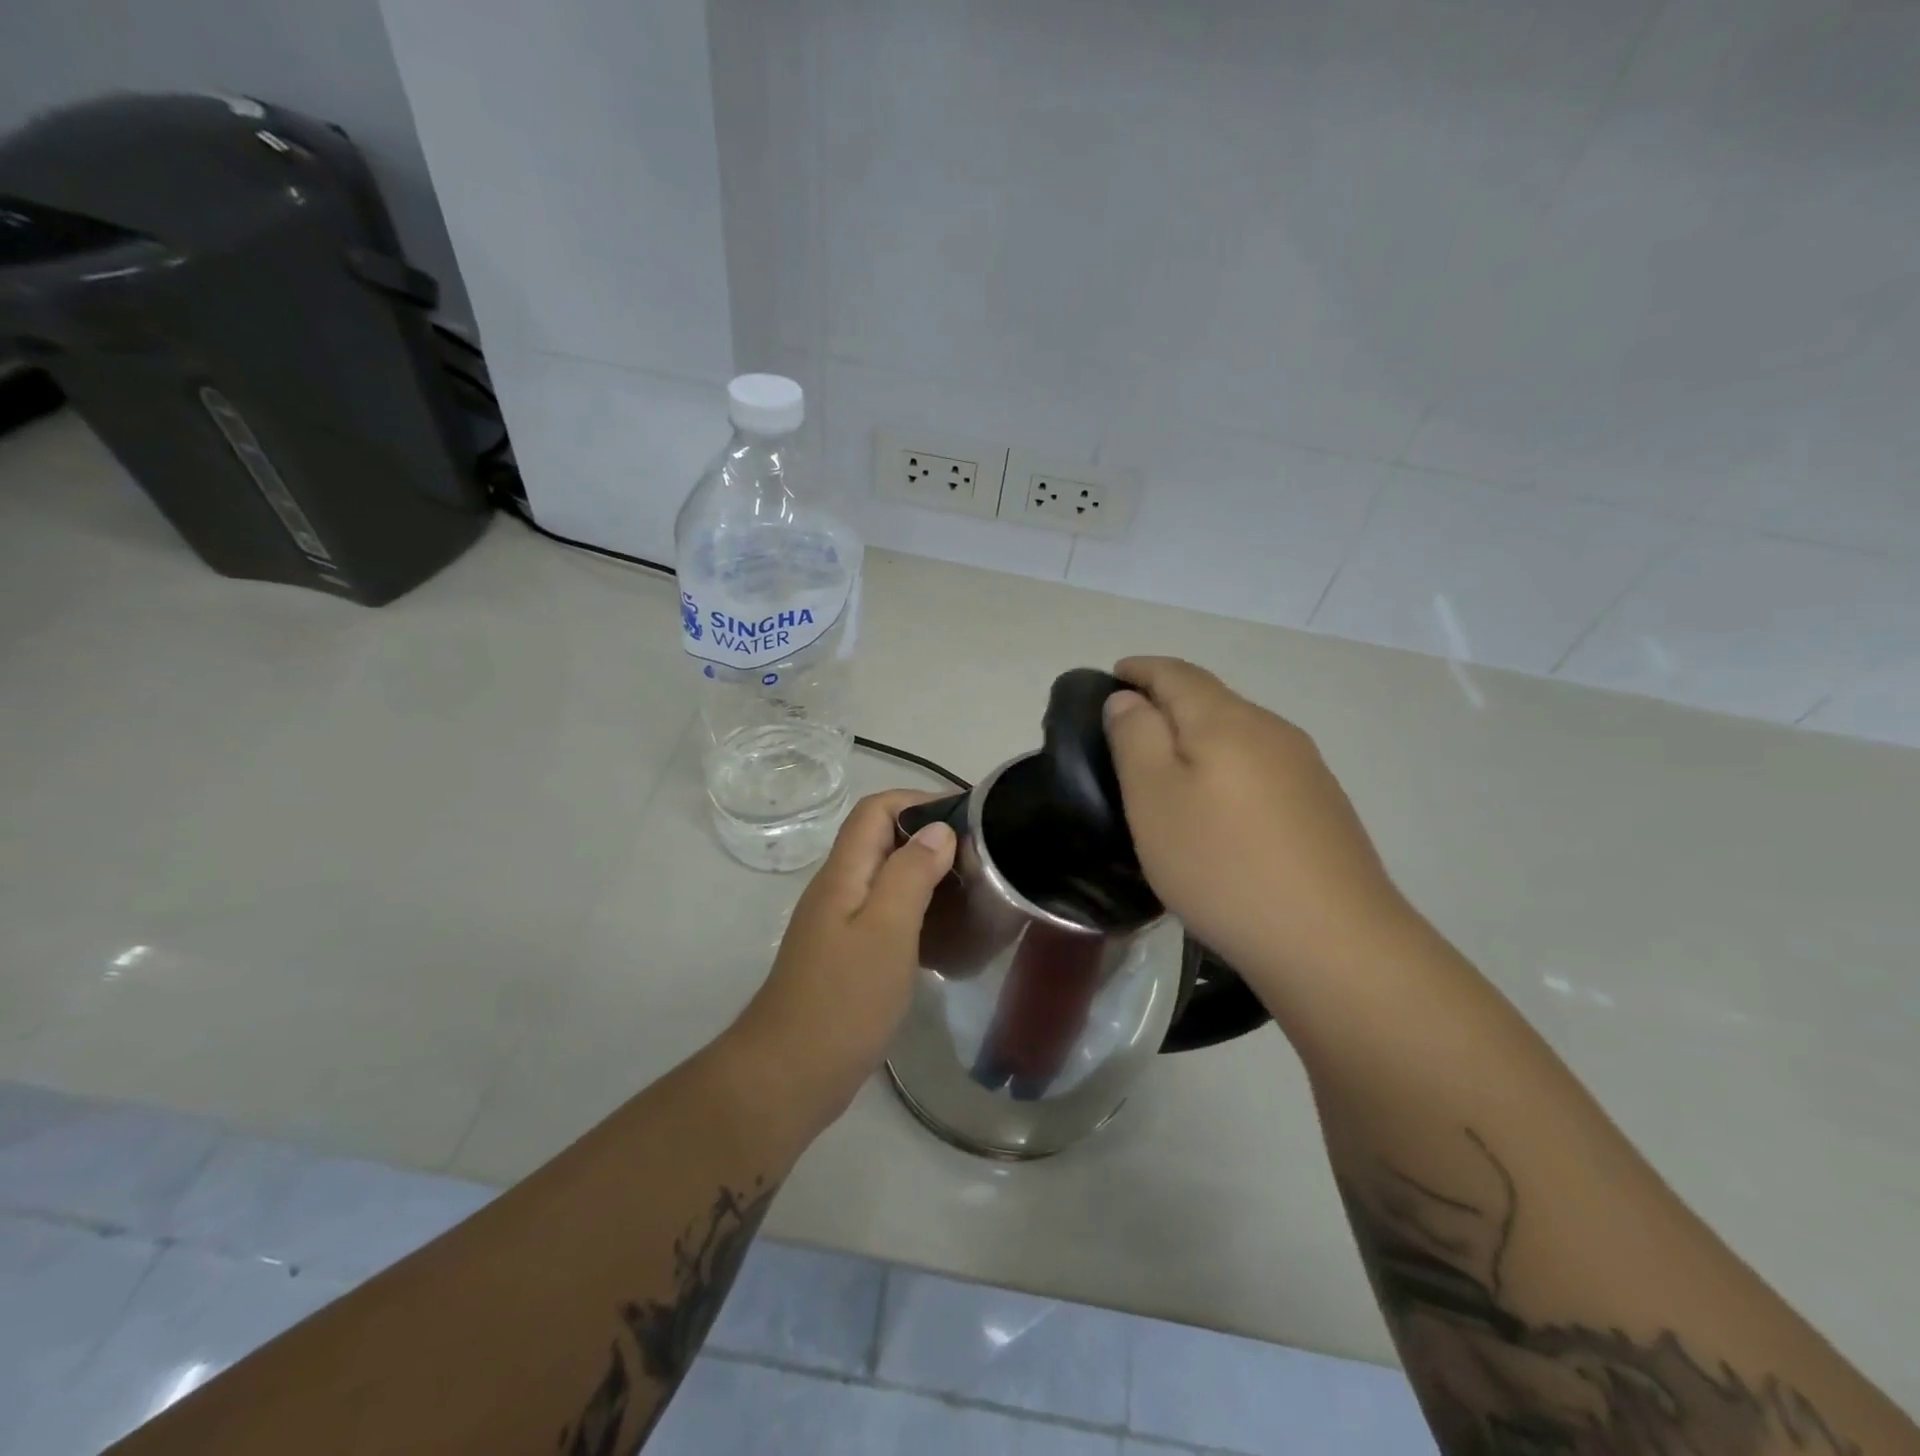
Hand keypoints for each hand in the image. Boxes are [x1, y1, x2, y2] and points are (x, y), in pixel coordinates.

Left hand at [730, 790, 955, 1127]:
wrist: (789, 1075)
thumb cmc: (843, 999)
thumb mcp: (886, 930)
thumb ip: (910, 874)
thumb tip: (937, 829)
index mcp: (843, 874)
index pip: (876, 810)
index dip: (918, 800)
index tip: (967, 816)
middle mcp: (838, 890)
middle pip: (881, 840)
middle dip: (929, 836)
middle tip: (980, 857)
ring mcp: (840, 925)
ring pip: (886, 878)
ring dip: (926, 874)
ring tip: (972, 890)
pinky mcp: (847, 956)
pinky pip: (886, 915)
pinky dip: (917, 911)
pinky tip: (946, 934)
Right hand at [1104, 657, 1411, 985]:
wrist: (1332, 941)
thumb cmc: (1221, 863)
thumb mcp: (1154, 797)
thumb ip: (1135, 737)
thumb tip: (1129, 699)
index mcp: (1226, 720)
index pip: (1176, 673)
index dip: (1141, 669)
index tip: (1112, 675)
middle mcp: (1272, 730)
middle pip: (1211, 698)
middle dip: (1168, 699)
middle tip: (1129, 725)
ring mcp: (1305, 768)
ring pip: (1239, 733)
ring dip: (1199, 736)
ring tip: (1167, 766)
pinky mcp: (1322, 807)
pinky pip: (1261, 767)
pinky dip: (1227, 767)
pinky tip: (1219, 806)